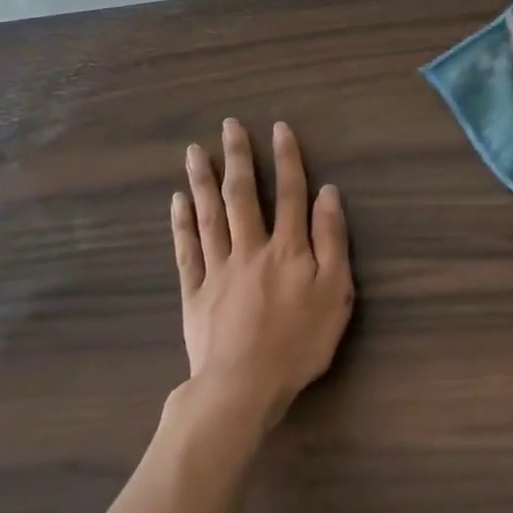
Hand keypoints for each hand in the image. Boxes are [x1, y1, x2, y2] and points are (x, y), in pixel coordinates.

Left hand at [171, 119, 354, 431]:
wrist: (243, 386)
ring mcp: (218, 268)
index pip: (290, 193)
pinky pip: (187, 250)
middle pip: (242, 196)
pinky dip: (181, 223)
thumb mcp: (334, 292)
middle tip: (229, 125)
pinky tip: (177, 201)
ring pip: (209, 215)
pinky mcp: (195, 292)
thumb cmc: (299, 342)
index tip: (279, 128)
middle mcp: (250, 248)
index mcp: (287, 248)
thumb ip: (331, 241)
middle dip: (238, 158)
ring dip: (203, 180)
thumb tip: (328, 194)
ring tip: (196, 150)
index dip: (286, 159)